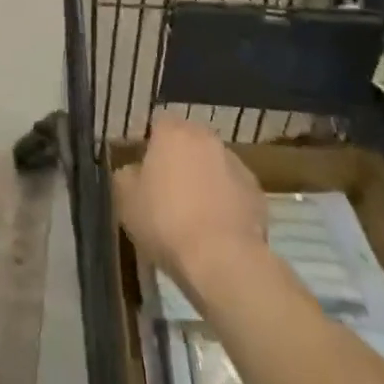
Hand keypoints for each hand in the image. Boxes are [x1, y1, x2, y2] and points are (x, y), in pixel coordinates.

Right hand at [115, 115, 267, 298]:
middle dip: (180, 159)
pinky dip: (226, 202)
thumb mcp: (125, 199)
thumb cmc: (165, 222)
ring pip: (214, 165)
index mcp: (173, 133)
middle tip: (167, 189)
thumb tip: (134, 170)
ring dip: (205, 179)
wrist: (223, 260)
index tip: (144, 168)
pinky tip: (217, 228)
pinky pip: (234, 191)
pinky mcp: (258, 194)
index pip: (159, 123)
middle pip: (189, 142)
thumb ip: (126, 175)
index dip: (150, 143)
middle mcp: (207, 139)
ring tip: (195, 213)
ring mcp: (237, 165)